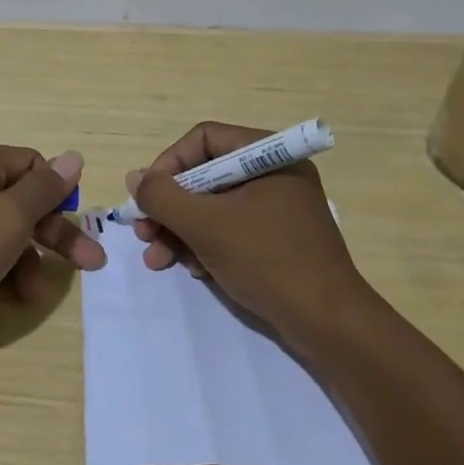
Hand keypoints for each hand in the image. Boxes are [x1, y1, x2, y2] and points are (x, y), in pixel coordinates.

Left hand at [0, 142, 106, 327]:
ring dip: (21, 262)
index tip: (78, 228)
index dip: (59, 196)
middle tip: (88, 267)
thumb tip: (74, 157)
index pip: (33, 165)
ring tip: (27, 297)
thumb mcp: (7, 219)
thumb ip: (44, 189)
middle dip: (51, 236)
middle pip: (18, 201)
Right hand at [128, 121, 364, 343]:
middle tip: (144, 234)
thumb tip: (135, 177)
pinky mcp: (278, 239)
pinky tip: (193, 270)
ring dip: (181, 230)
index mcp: (268, 156)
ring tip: (158, 260)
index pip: (204, 140)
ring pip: (214, 206)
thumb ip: (163, 197)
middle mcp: (274, 174)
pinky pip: (232, 229)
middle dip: (170, 207)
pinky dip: (206, 245)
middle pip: (206, 175)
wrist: (329, 324)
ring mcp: (278, 208)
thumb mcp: (206, 226)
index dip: (168, 164)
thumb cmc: (268, 261)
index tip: (147, 197)